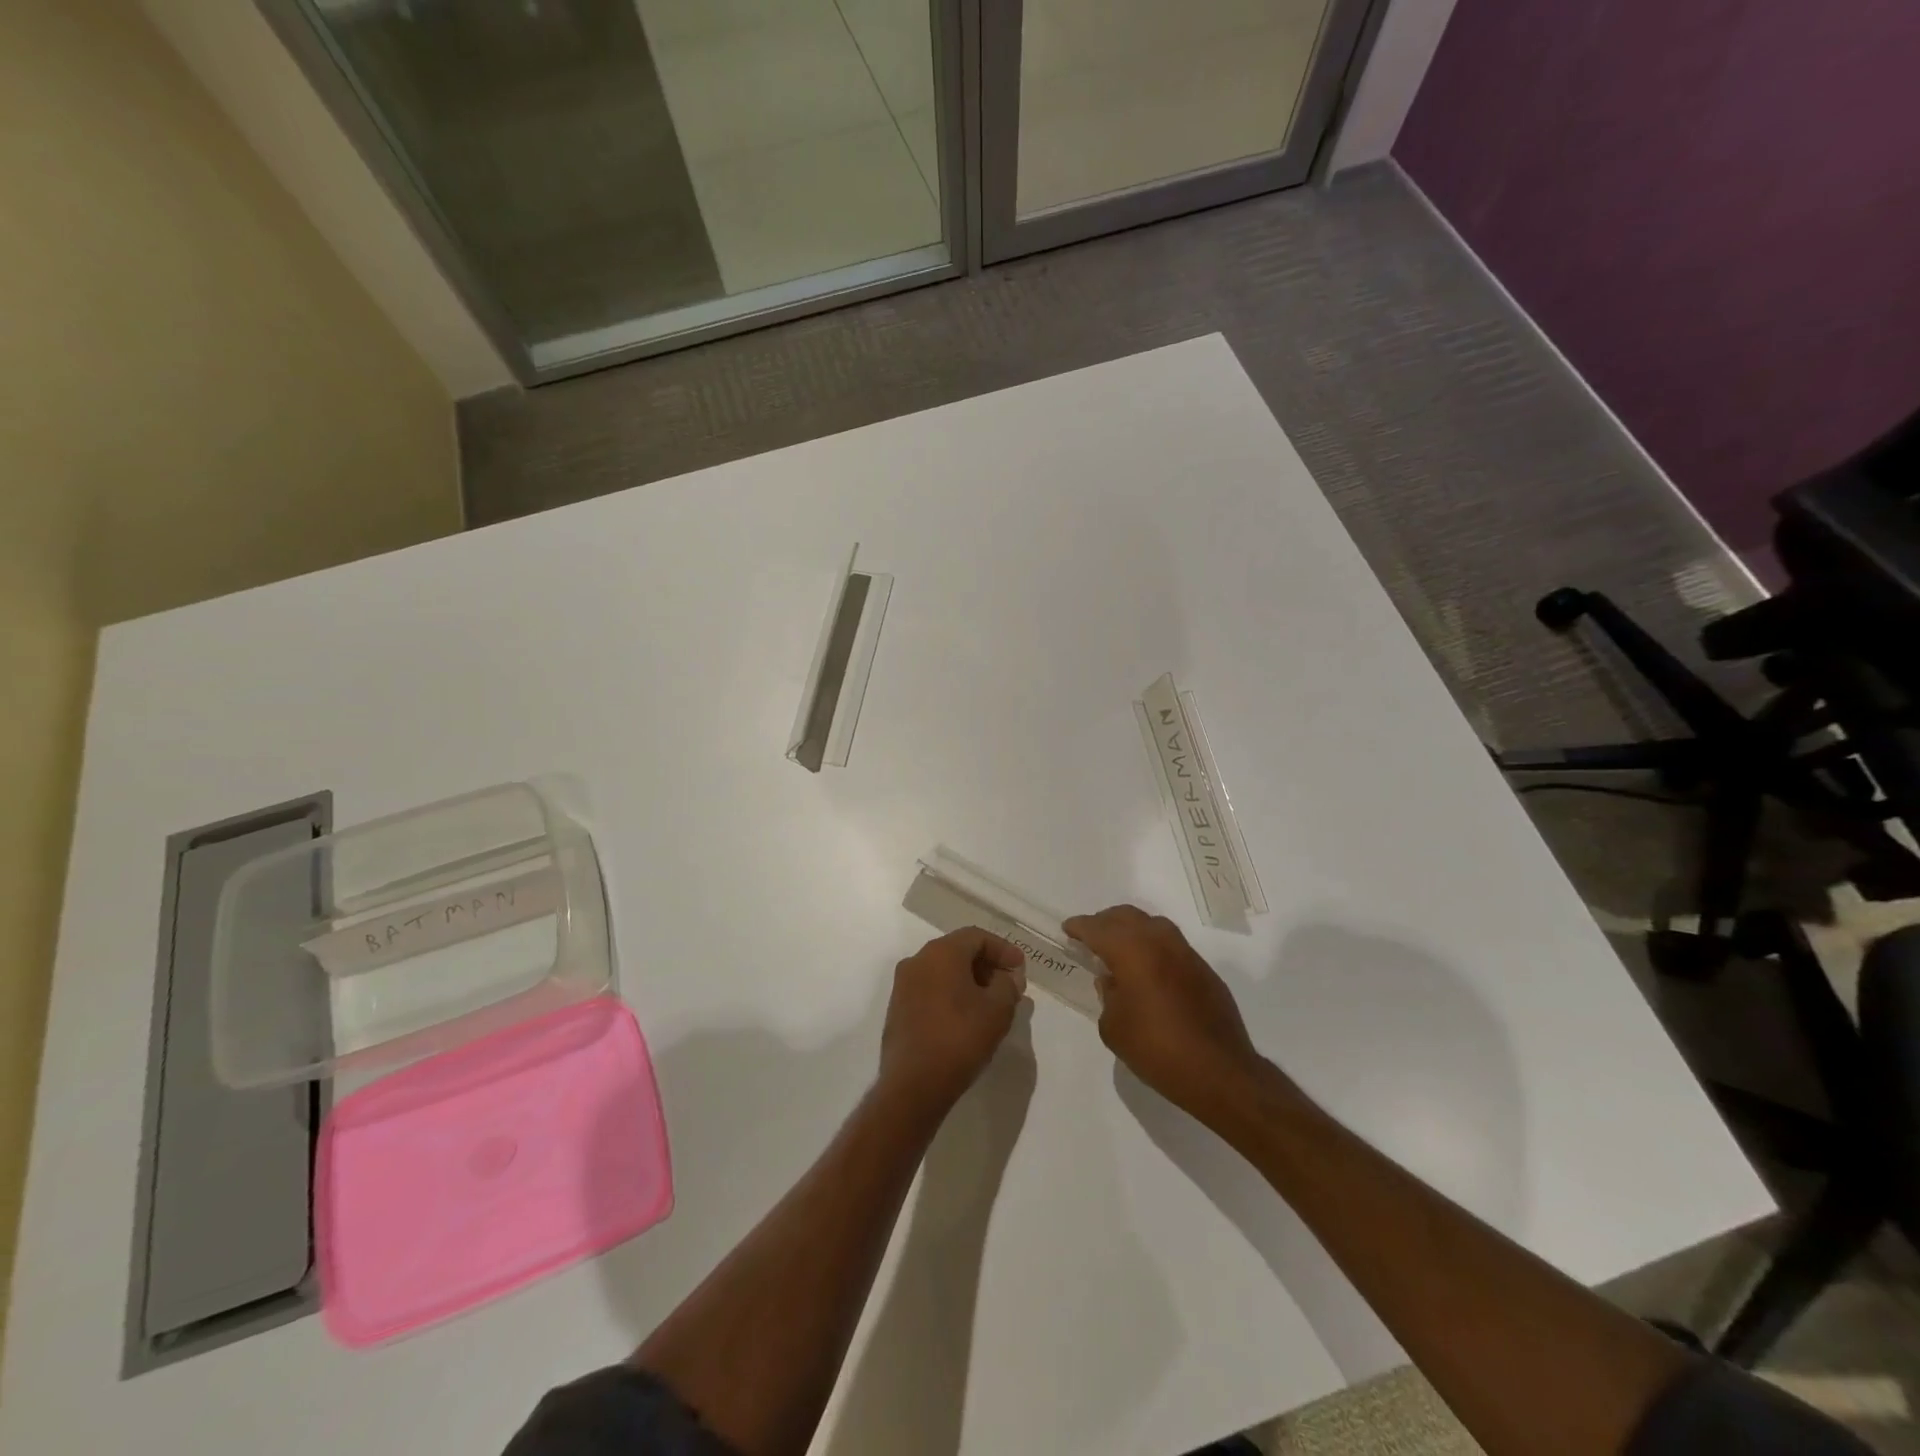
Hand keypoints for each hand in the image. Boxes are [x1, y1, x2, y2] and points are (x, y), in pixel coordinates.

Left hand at [879, 928, 1027, 1115]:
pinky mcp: (897, 1009)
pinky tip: (967, 1018)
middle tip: (1009, 986)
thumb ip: (1008, 986)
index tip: (1021, 969)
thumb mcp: (997, 1010)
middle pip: (958, 951)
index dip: (1003, 949)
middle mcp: (917, 961)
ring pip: (942, 971)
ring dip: (969, 981)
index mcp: (940, 953)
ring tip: (991, 1004)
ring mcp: (903, 985)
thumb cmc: (959, 1038)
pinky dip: (951, 995)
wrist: (913, 1085)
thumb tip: (1008, 978)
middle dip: (987, 965)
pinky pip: (930, 990)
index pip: (976, 936)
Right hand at [1064, 904, 1262, 1116]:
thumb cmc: (1157, 1049)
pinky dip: (1154, 947)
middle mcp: (1159, 942)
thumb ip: (1107, 996)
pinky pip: (1171, 945)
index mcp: (1131, 951)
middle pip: (1127, 916)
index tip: (1068, 929)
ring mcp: (1186, 953)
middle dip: (1105, 922)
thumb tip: (1112, 981)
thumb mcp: (1114, 1027)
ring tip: (1119, 948)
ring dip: (1132, 930)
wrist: (1219, 1072)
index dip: (1080, 927)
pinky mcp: (1204, 970)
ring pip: (1153, 925)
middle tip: (1091, 935)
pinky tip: (1149, 969)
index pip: (1098, 929)